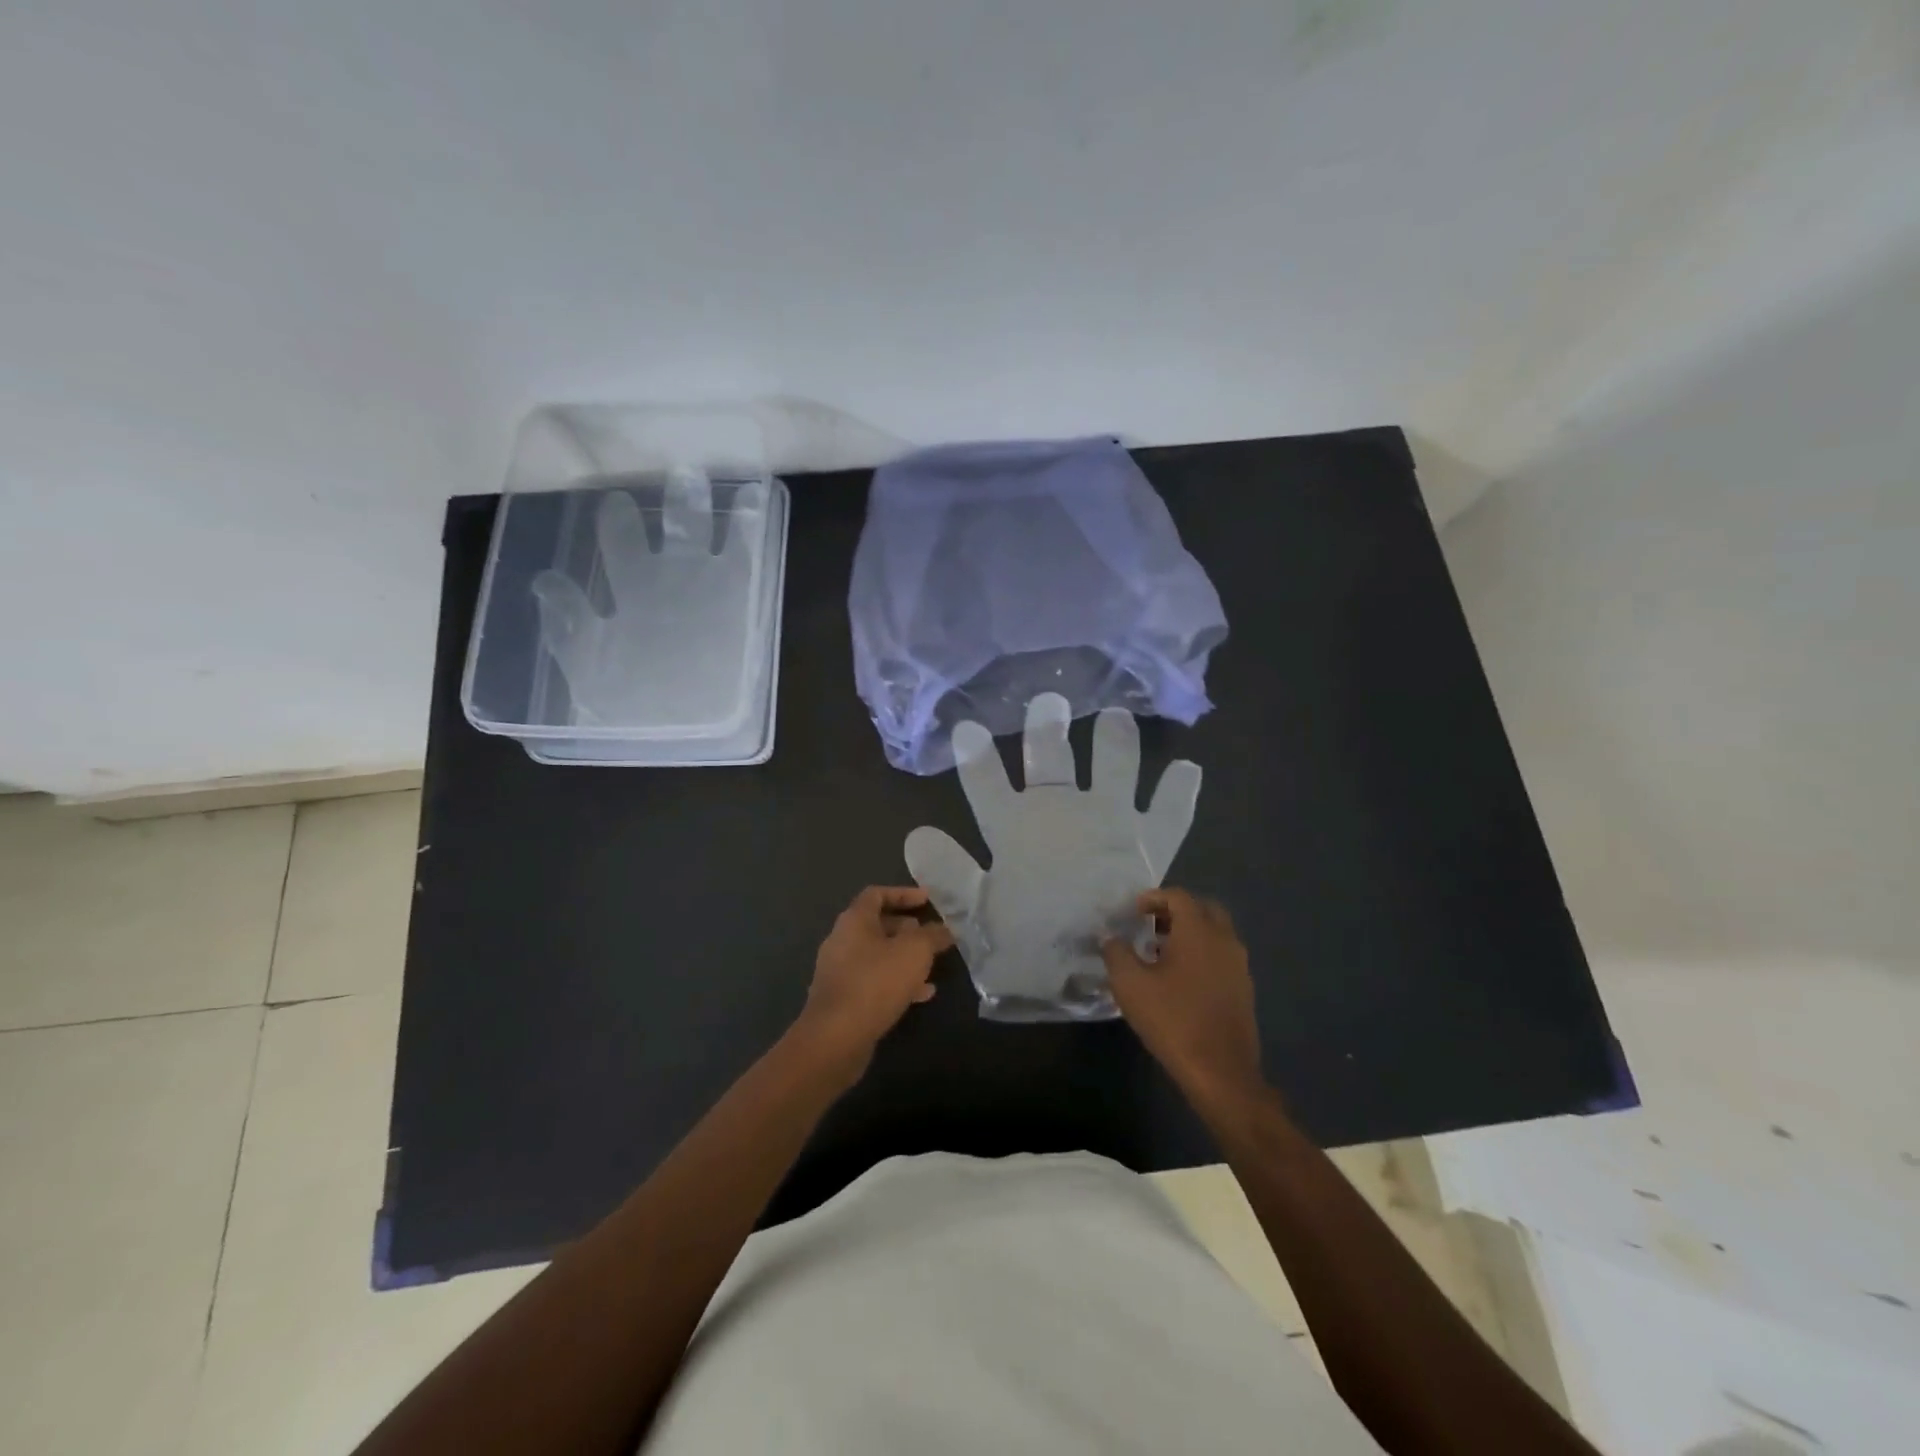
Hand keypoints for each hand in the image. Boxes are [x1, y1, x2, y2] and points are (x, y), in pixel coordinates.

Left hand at [797, 887, 953, 1064]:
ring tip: (930, 967)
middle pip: (876, 925)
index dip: (903, 893)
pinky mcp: (842, 999)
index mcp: (854, 920)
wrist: (836, 1037)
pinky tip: (921, 995)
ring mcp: (839, 971)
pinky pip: (873, 981)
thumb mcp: (915, 952)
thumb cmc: (876, 982)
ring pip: (877, 956)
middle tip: (929, 935)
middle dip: (906, 929)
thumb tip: (945, 929)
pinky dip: (896, 982)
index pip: (877, 894)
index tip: (927, 900)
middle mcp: (842, 941)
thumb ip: (932, 936)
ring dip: (904, 958)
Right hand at [1102, 889, 1263, 1107]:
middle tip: (1150, 925)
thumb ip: (1116, 952)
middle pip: (1203, 909)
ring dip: (1190, 934)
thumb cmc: (1172, 1019)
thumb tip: (1109, 936)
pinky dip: (1202, 955)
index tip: (1133, 912)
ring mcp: (1239, 965)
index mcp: (1199, 930)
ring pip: (1215, 934)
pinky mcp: (1244, 990)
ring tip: (1160, 953)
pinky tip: (1180, 979)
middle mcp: (1224, 940)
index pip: (1178, 897)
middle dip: (1176, 911)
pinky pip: (1222, 957)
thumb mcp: (1130, 984)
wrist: (1220, 1071)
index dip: (1153, 898)